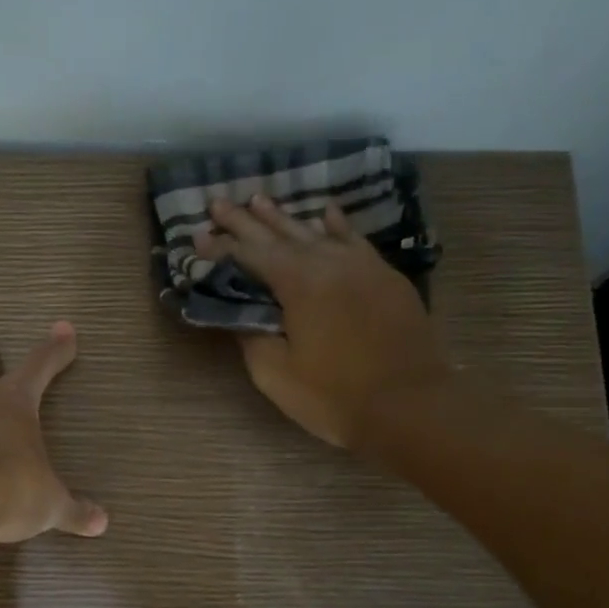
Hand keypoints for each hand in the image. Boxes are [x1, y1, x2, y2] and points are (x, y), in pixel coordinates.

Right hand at [197, 195, 451, 447]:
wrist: (412, 407)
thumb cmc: (335, 397)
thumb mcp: (276, 375)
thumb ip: (252, 336)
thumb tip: (240, 313)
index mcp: (299, 283)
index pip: (249, 256)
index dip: (220, 247)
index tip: (196, 236)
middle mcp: (329, 262)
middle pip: (279, 235)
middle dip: (245, 221)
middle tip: (218, 204)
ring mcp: (362, 266)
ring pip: (315, 232)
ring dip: (284, 218)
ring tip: (259, 200)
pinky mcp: (385, 278)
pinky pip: (354, 241)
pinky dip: (336, 226)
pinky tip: (326, 213)